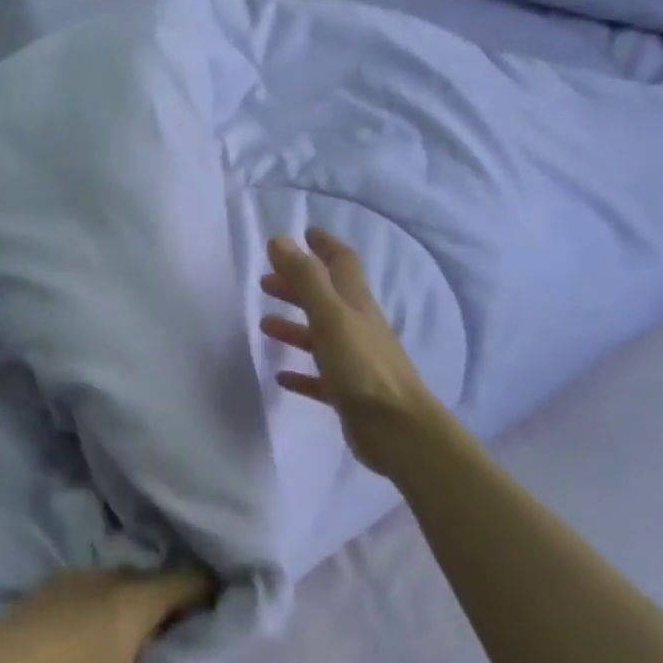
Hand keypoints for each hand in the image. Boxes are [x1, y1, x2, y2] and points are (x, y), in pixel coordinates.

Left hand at [0, 570, 214, 662]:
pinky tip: (93, 632)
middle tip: (176, 633)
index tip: (219, 609)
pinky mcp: (54, 582)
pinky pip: (95, 588)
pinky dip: (105, 604)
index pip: (191, 579)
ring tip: (132, 637)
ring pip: (123, 583)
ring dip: (135, 603)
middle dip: (172, 602)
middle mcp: (115, 575)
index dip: (211, 592)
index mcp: (141, 596)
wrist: (2, 661)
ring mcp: (81, 574)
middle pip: (157, 580)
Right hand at [260, 226, 449, 478]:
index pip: (342, 264)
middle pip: (327, 298)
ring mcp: (354, 361)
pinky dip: (300, 372)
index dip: (324, 246)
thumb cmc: (363, 367)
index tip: (305, 233)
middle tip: (268, 280)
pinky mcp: (347, 393)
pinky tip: (282, 376)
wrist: (397, 428)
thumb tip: (280, 240)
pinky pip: (319, 377)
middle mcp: (357, 328)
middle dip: (299, 285)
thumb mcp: (330, 316)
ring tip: (265, 324)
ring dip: (294, 326)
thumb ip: (305, 279)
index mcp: (355, 305)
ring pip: (320, 336)